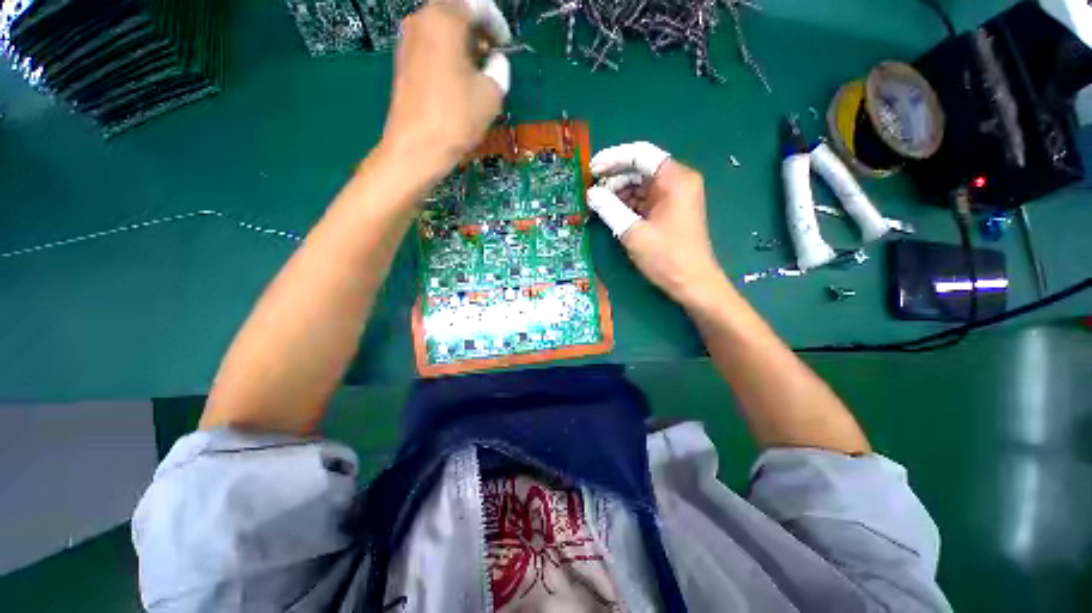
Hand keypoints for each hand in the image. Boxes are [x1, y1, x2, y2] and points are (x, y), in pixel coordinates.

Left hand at [381, 0, 510, 178]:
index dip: (496, 22)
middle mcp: (421, 19)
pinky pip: (430, 45)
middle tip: (493, 54)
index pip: (477, 4)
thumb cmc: (456, 119)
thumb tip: (495, 62)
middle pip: (455, 11)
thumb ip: (499, 69)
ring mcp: (407, 39)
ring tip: (477, 69)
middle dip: (478, 30)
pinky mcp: (402, 60)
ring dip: (462, 42)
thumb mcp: (491, 95)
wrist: (416, 147)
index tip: (505, 44)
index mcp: (445, 18)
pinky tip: (458, 78)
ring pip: (441, 28)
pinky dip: (447, 53)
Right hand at [587, 142, 725, 303]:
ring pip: (641, 184)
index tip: (591, 170)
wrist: (692, 283)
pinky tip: (612, 212)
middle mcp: (678, 182)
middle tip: (592, 191)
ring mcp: (675, 197)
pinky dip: (628, 203)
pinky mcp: (670, 211)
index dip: (613, 159)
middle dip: (614, 178)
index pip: (640, 155)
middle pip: (640, 168)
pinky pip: (645, 199)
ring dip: (619, 192)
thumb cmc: (666, 257)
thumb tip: (591, 194)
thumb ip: (610, 209)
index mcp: (675, 179)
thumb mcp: (633, 233)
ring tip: (598, 204)